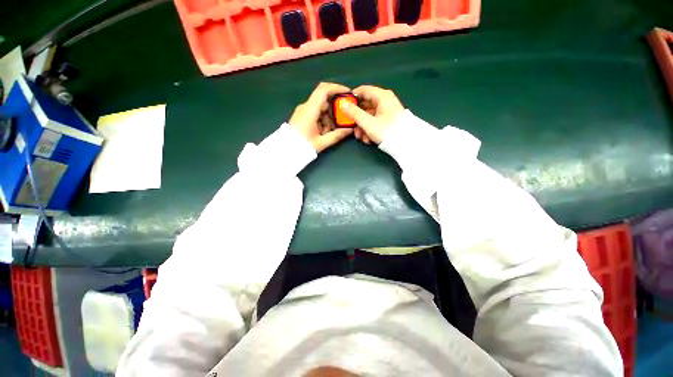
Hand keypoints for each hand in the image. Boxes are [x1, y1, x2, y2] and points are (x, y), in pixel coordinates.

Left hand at [289, 82, 354, 152]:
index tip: (348, 93)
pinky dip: (323, 121)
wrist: (285, 151)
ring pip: (321, 109)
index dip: (337, 88)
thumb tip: (349, 129)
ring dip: (329, 118)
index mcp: (310, 110)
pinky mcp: (302, 116)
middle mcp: (306, 107)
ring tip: (332, 131)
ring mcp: (303, 112)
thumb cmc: (302, 146)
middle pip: (324, 101)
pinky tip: (324, 132)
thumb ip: (337, 135)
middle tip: (344, 118)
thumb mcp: (322, 142)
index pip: (323, 90)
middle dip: (335, 109)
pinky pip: (316, 114)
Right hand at [339, 85, 404, 144]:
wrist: (405, 144)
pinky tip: (368, 139)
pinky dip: (369, 129)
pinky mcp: (388, 120)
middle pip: (365, 105)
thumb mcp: (368, 123)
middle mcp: (385, 101)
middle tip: (350, 126)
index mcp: (382, 96)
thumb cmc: (386, 130)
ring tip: (361, 137)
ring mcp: (387, 111)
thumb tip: (343, 104)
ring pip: (369, 116)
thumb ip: (354, 113)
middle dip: (357, 118)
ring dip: (362, 127)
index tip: (344, 105)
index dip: (353, 97)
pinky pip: (375, 121)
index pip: (364, 90)